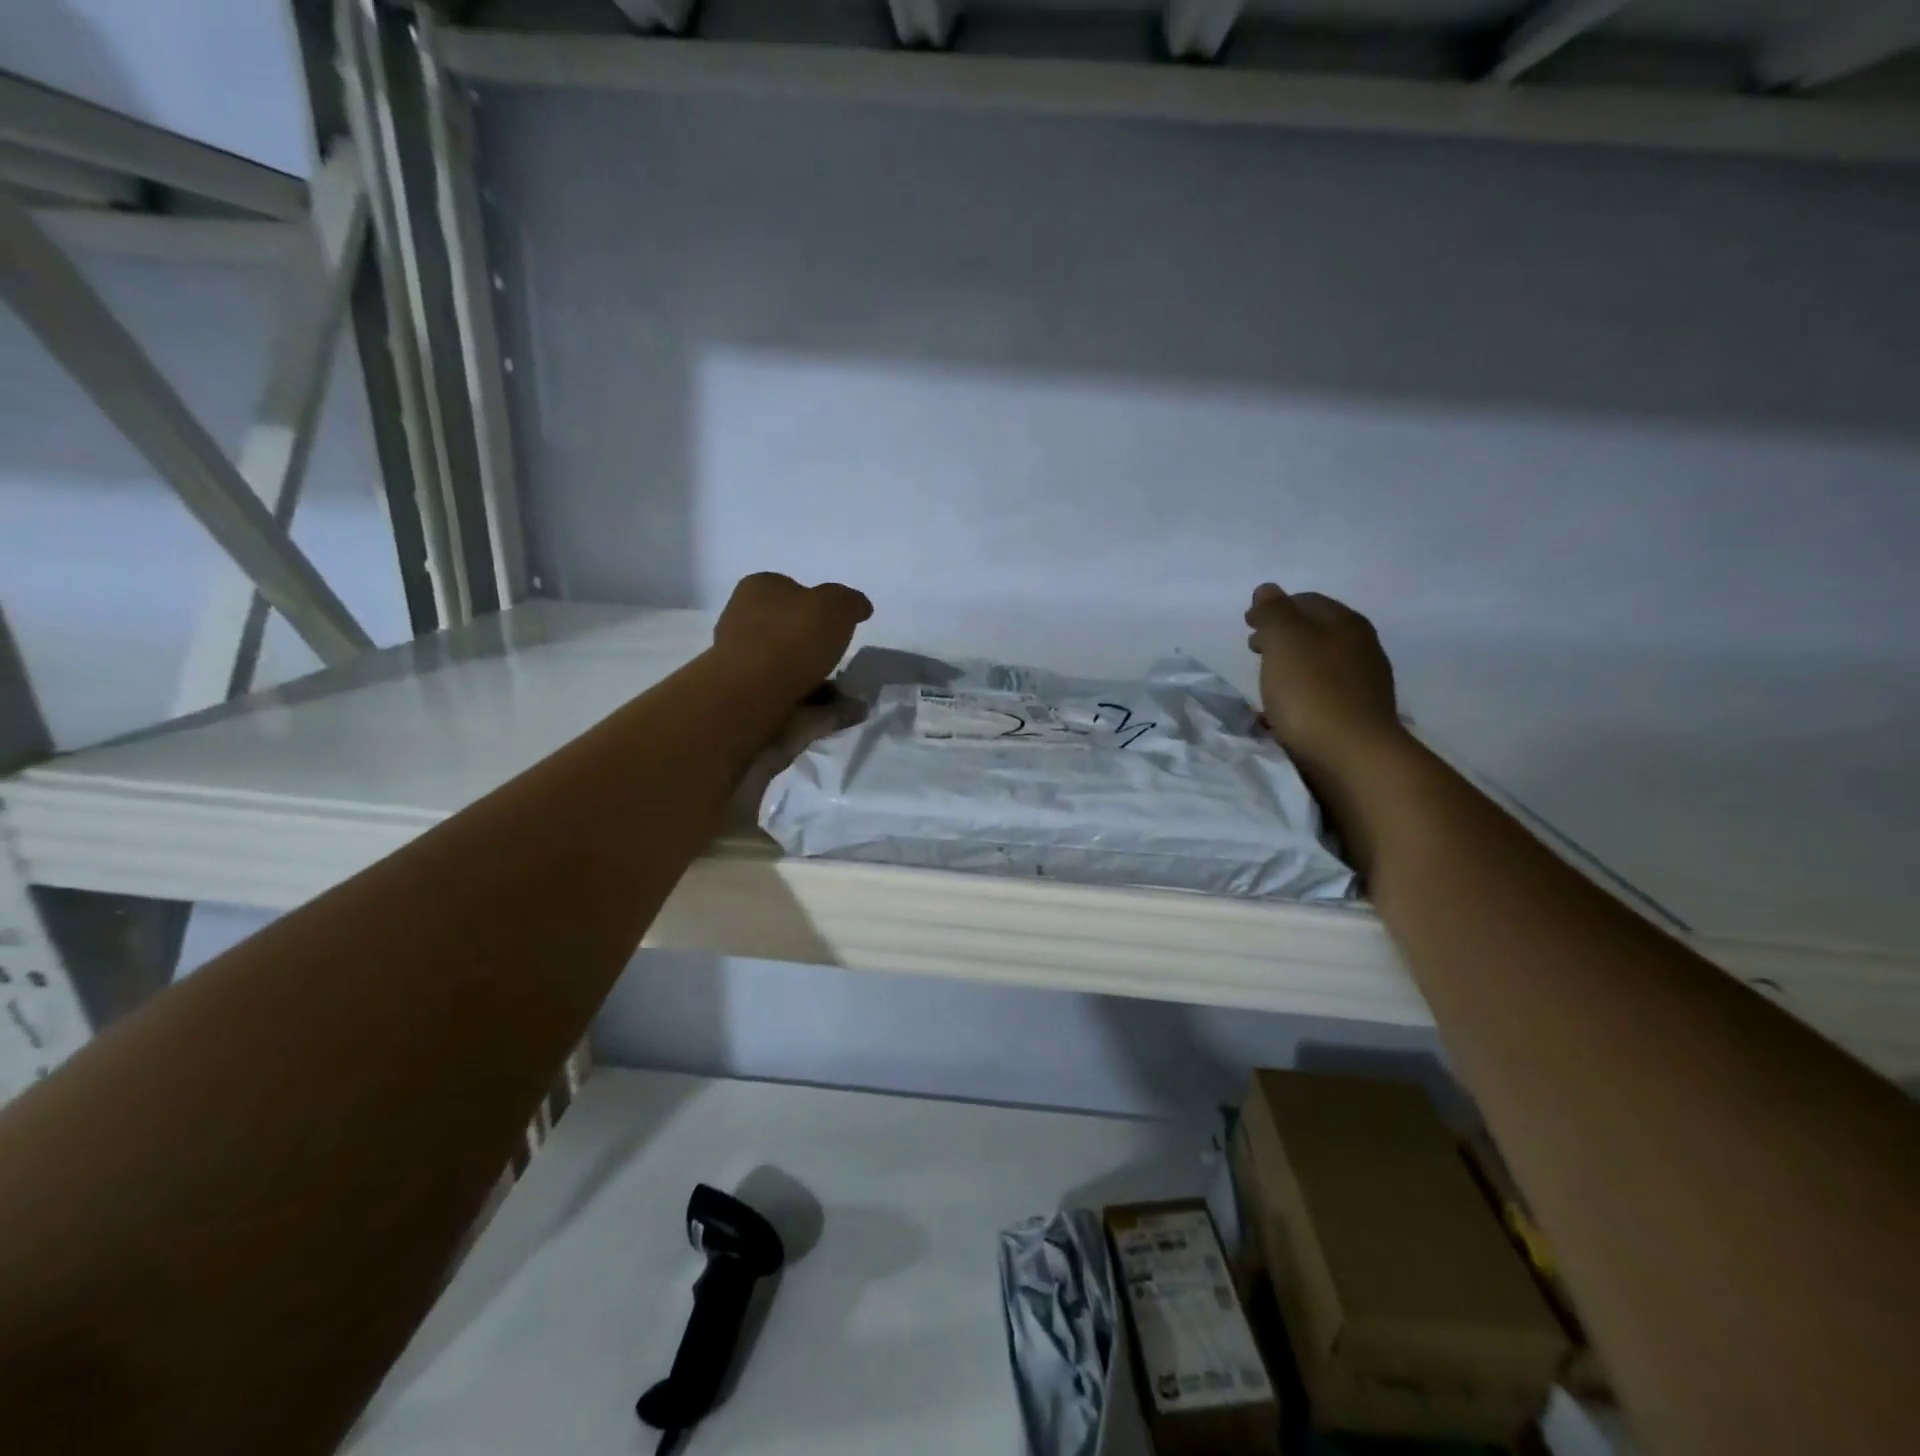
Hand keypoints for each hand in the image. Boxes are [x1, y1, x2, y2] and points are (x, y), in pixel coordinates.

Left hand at [713, 572, 872, 697]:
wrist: (752, 693)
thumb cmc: (793, 636)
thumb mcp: (836, 605)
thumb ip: (850, 602)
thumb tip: (858, 607)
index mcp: (759, 587)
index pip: (791, 589)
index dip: (817, 605)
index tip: (839, 624)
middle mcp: (742, 617)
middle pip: (786, 628)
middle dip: (813, 644)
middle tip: (840, 659)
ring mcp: (738, 658)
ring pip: (784, 663)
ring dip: (812, 677)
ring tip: (841, 695)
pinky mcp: (742, 693)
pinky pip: (783, 693)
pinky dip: (806, 701)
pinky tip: (826, 711)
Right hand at [1245, 583, 1402, 778]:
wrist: (1351, 757)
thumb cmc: (1312, 691)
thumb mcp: (1284, 640)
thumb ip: (1273, 612)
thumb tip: (1267, 590)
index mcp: (1346, 623)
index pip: (1307, 601)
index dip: (1275, 608)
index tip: (1247, 624)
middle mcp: (1362, 648)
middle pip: (1316, 632)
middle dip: (1283, 636)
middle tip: (1254, 649)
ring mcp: (1365, 685)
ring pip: (1320, 665)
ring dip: (1292, 667)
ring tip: (1266, 682)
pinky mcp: (1359, 717)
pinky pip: (1323, 695)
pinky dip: (1301, 694)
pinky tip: (1285, 711)